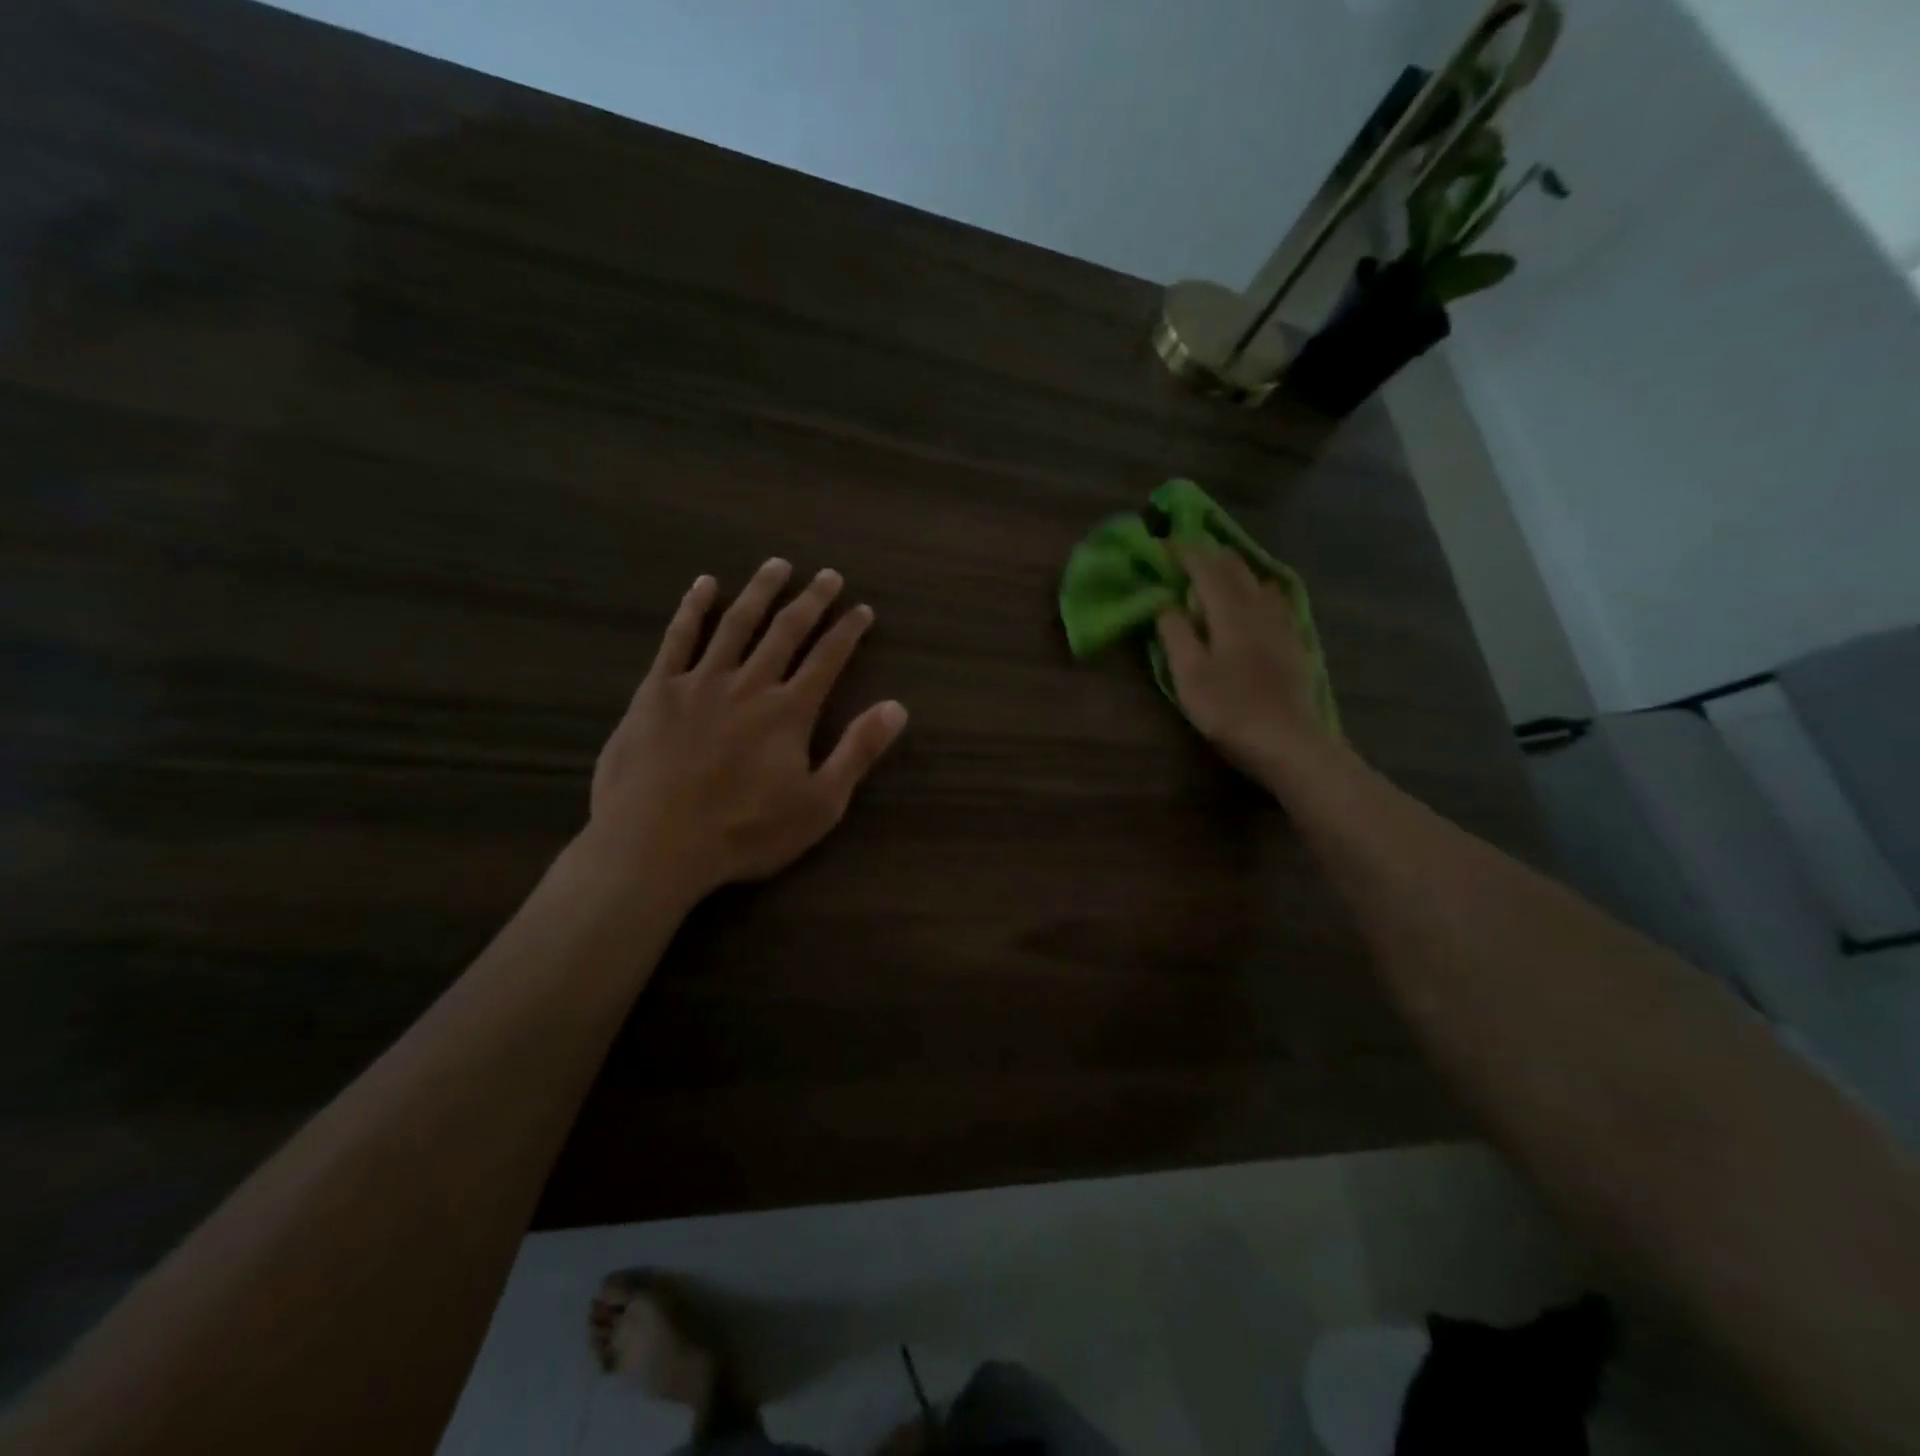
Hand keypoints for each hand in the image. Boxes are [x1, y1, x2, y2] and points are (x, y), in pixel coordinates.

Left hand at [582, 558, 907, 904]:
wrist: (655, 844)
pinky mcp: (657, 690)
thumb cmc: (744, 831)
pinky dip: (692, 608)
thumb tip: (898, 707)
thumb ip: (857, 752)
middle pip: (786, 631)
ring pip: (736, 624)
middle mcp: (749, 684)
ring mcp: (700, 682)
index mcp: (789, 711)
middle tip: (828, 575)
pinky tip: (703, 585)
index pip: (827, 659)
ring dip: (760, 591)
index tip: (863, 609)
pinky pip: (677, 638)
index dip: (848, 631)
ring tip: (777, 565)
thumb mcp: (819, 805)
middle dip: (811, 601)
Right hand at [1156, 544, 1332, 782]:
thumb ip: (1175, 634)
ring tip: (1214, 574)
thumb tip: (1165, 604)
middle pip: (1235, 567)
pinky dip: (1254, 589)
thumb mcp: (1189, 675)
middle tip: (1185, 554)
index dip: (1184, 552)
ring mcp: (1281, 623)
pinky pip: (1273, 600)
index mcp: (1231, 611)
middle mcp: (1259, 607)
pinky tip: (1253, 601)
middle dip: (1208, 554)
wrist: (1288, 742)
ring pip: (1257, 580)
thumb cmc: (1230, 709)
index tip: (1162, 545)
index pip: (1206, 567)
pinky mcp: (1293, 641)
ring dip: (1232, 570)